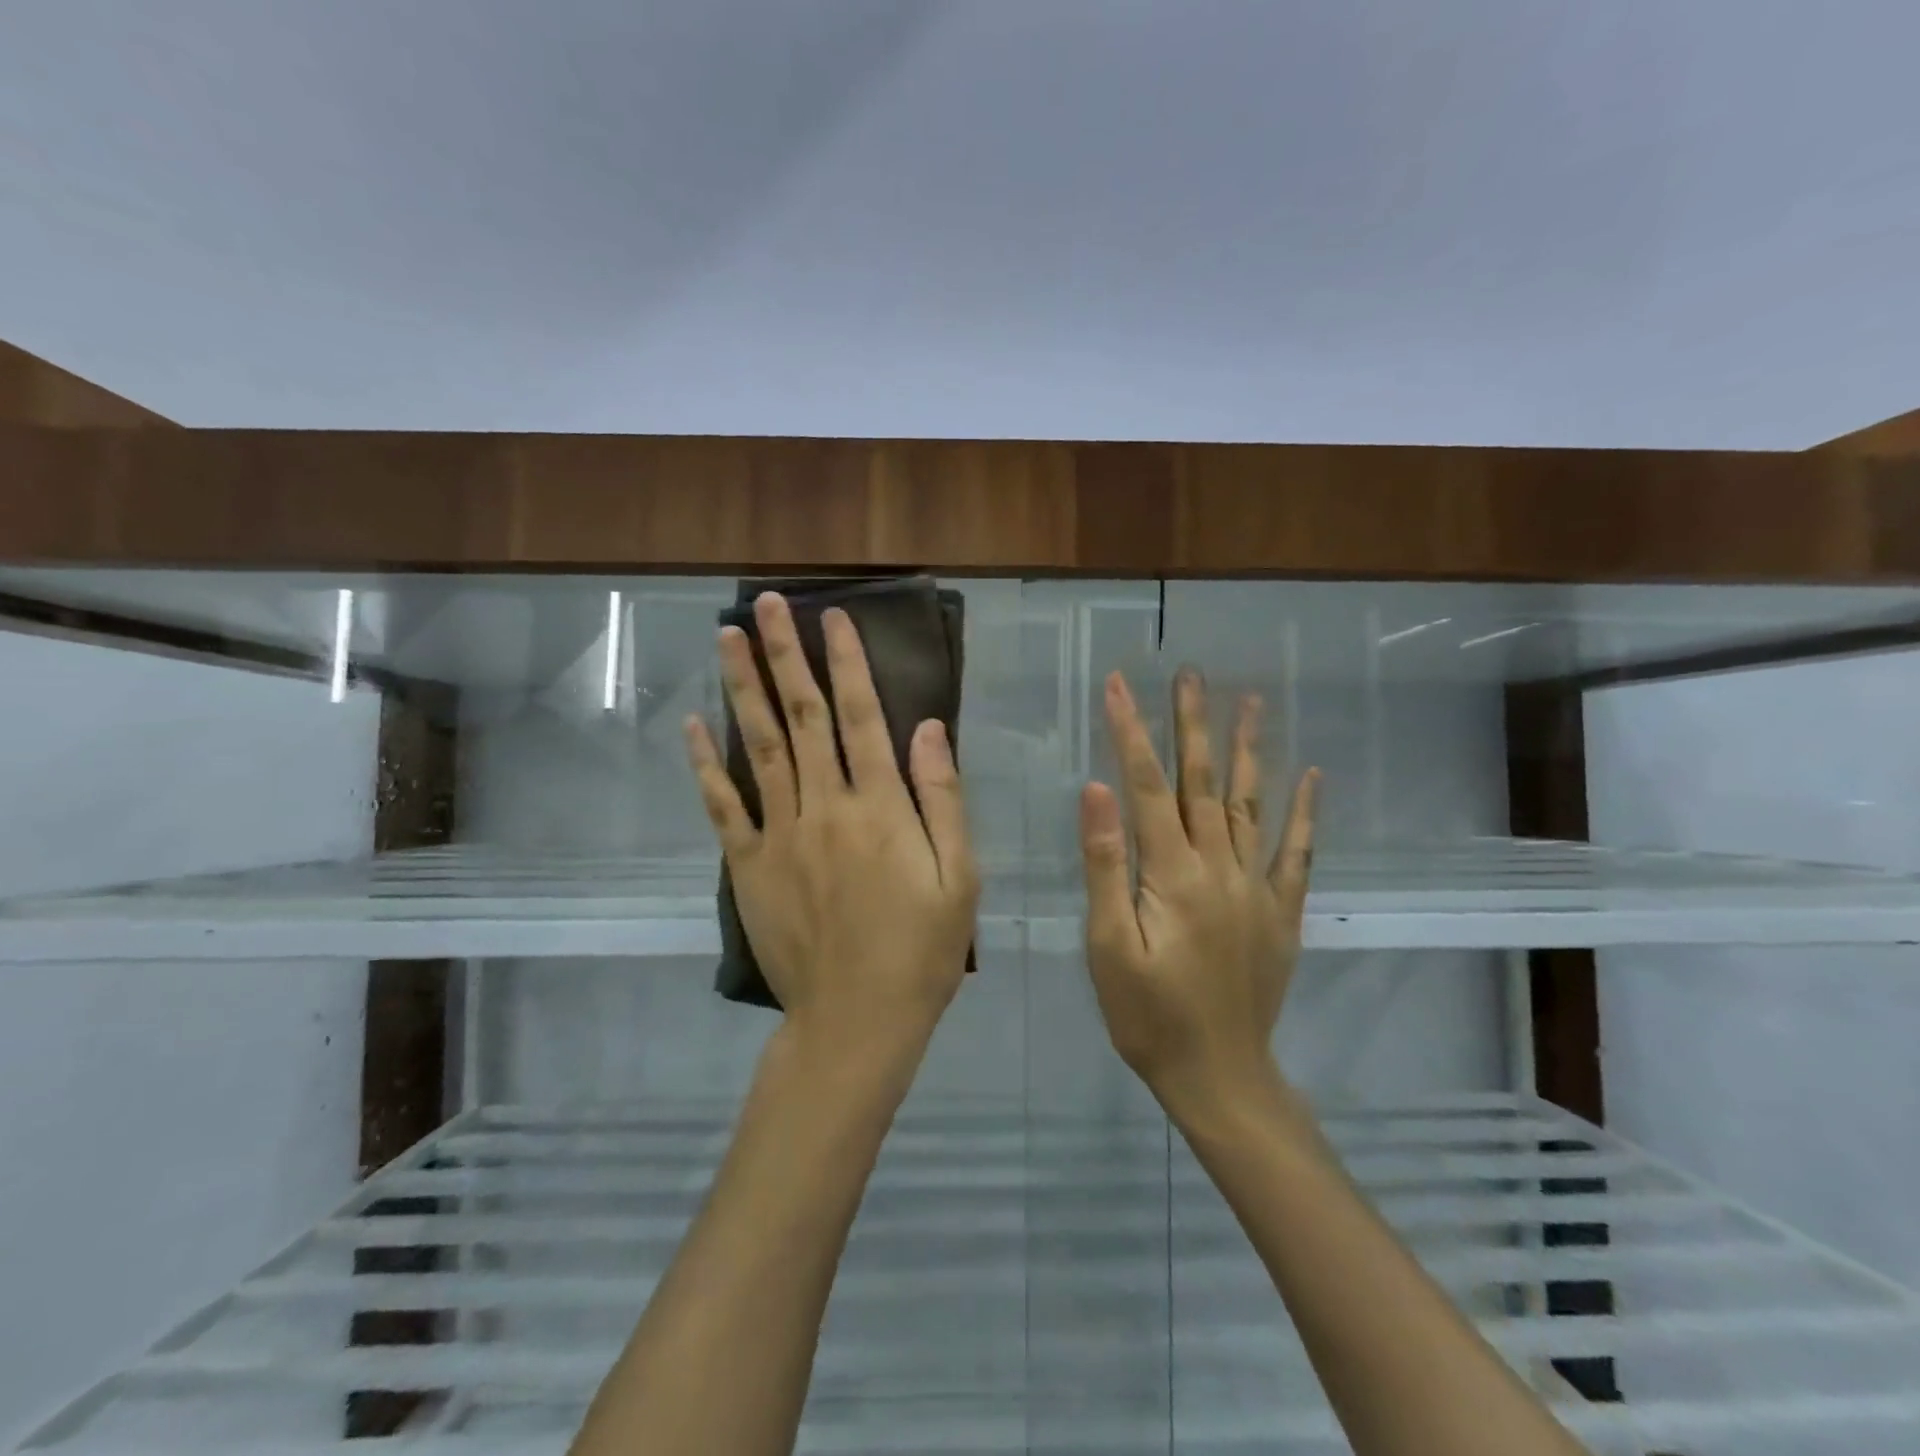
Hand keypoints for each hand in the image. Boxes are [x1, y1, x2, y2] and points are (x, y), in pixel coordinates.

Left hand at [683, 593, 979, 1061]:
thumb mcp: (960, 876)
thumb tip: (926, 728)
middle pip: (801, 716)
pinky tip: (694, 726)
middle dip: (785, 655)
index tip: (833, 617)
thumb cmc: (921, 950)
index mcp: (880, 807)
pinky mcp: (750, 866)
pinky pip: (724, 806)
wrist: (856, 1020)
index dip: (847, 663)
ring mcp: (781, 834)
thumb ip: (941, 798)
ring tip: (726, 639)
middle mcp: (825, 806)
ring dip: (743, 688)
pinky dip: (707, 764)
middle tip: (766, 604)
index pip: (861, 716)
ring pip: (759, 746)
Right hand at [1079, 667, 1318, 1124]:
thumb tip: (1097, 791)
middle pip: (1203, 782)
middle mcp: (1220, 868)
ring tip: (1249, 701)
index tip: (1118, 684)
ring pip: (1251, 804)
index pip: (1146, 787)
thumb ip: (1105, 866)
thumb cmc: (1148, 1015)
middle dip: (1192, 724)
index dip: (1131, 732)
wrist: (1219, 1075)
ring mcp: (1257, 888)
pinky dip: (1303, 812)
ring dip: (1248, 750)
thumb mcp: (1107, 947)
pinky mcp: (1281, 912)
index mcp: (1172, 875)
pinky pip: (1296, 852)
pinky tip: (1310, 775)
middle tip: (1191, 674)